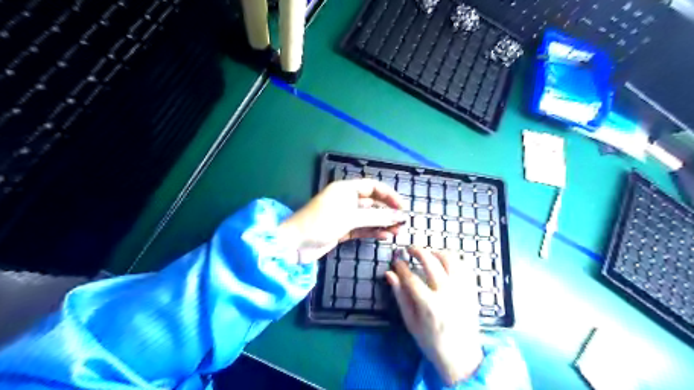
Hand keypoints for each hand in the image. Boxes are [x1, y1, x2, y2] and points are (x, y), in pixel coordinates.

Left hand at [279, 180, 407, 261]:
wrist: (294, 244)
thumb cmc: (321, 223)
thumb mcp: (349, 218)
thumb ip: (375, 217)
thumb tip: (398, 216)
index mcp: (346, 189)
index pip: (373, 187)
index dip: (389, 195)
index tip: (402, 207)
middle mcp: (346, 200)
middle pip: (372, 203)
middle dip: (387, 211)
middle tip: (402, 222)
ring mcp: (344, 216)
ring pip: (368, 217)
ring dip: (382, 223)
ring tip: (397, 231)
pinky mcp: (342, 230)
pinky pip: (362, 228)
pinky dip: (372, 231)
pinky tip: (384, 236)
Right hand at [385, 247, 483, 383]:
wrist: (461, 356)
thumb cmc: (431, 341)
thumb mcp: (410, 322)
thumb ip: (400, 296)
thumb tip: (389, 274)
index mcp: (429, 305)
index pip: (411, 277)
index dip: (401, 267)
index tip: (396, 261)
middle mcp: (447, 294)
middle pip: (431, 262)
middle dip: (418, 251)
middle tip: (410, 249)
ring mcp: (462, 291)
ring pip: (450, 260)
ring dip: (436, 252)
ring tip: (428, 254)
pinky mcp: (471, 291)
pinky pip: (464, 267)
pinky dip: (453, 259)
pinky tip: (444, 261)